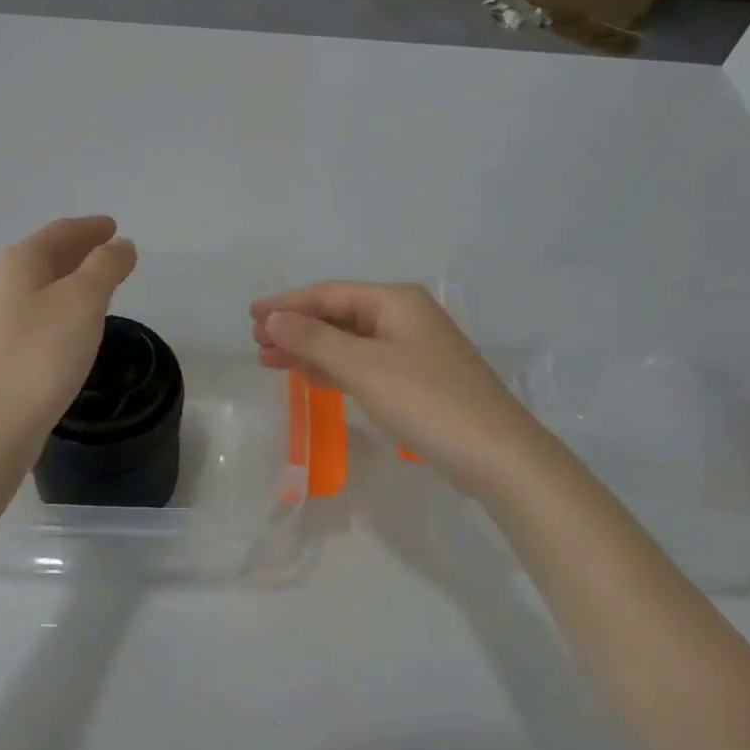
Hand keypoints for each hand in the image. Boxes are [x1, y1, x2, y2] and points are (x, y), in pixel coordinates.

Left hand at [0, 216, 136, 452]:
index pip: (60, 231)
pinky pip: (33, 312)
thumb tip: (121, 245)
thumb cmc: (43, 352)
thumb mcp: (85, 300)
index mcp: (19, 261)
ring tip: (98, 286)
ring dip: (69, 279)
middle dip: (79, 251)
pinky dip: (58, 306)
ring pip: (38, 285)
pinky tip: (71, 324)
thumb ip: (106, 265)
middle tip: (110, 253)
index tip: (114, 227)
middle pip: (45, 255)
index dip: (90, 227)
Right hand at [251, 282, 536, 497]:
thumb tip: (273, 318)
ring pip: (349, 341)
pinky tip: (311, 377)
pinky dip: (335, 368)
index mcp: (396, 301)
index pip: (329, 293)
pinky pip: (364, 364)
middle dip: (296, 327)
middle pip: (338, 315)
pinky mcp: (417, 379)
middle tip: (256, 343)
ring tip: (271, 361)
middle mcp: (405, 316)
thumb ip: (314, 339)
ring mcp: (413, 349)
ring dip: (311, 349)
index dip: (287, 304)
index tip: (250, 316)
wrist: (498, 456)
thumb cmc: (427, 401)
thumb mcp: (364, 367)